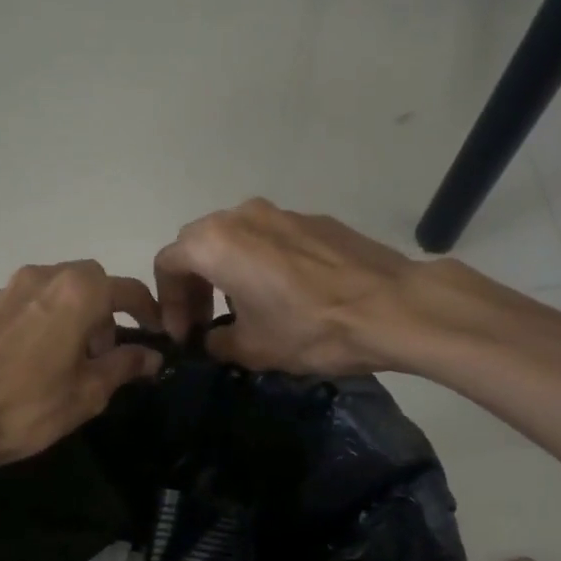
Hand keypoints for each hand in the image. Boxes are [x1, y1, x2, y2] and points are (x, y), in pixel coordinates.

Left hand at [0, 262, 162, 475]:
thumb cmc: (28, 405)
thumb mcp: (88, 392)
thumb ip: (124, 365)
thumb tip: (151, 356)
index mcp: (77, 292)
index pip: (127, 290)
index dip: (147, 311)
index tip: (156, 333)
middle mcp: (43, 277)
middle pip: (89, 282)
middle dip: (105, 309)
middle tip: (104, 351)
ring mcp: (7, 288)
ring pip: (55, 289)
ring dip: (71, 313)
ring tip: (68, 357)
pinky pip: (26, 304)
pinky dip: (41, 320)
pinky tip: (32, 359)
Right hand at [153, 200, 419, 374]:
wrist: (392, 307)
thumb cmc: (310, 328)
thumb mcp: (253, 348)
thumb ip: (217, 342)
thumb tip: (213, 339)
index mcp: (215, 242)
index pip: (168, 263)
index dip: (168, 303)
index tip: (184, 335)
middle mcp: (241, 215)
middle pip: (198, 244)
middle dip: (193, 284)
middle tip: (204, 323)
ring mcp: (281, 212)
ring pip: (235, 238)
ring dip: (226, 271)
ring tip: (243, 309)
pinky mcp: (314, 219)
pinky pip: (270, 238)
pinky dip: (260, 262)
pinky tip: (284, 295)